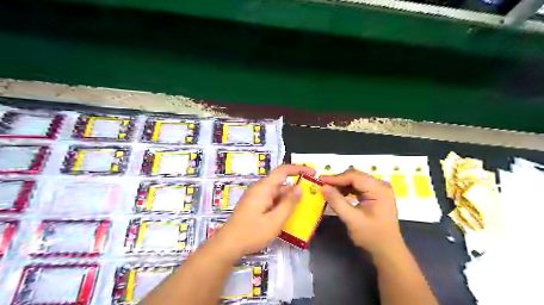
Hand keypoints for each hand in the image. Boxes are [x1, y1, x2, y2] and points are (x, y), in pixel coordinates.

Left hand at [212, 165, 314, 257]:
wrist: (228, 245)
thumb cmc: (251, 233)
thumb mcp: (274, 221)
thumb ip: (288, 204)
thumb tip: (300, 188)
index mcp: (263, 188)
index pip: (283, 171)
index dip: (299, 169)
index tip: (313, 173)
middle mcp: (260, 189)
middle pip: (281, 183)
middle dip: (296, 188)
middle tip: (311, 197)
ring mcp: (256, 197)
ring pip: (277, 193)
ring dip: (289, 199)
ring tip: (303, 208)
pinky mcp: (255, 205)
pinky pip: (271, 200)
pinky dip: (281, 205)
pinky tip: (288, 215)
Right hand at [320, 168, 405, 255]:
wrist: (387, 251)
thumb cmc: (372, 236)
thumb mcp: (352, 220)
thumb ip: (337, 202)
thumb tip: (323, 187)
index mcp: (378, 189)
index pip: (354, 177)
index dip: (336, 178)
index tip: (320, 181)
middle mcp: (380, 185)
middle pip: (355, 176)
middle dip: (338, 180)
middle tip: (323, 186)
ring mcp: (379, 190)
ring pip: (356, 180)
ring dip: (342, 184)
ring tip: (329, 190)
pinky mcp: (376, 195)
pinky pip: (359, 186)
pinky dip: (348, 189)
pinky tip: (339, 194)